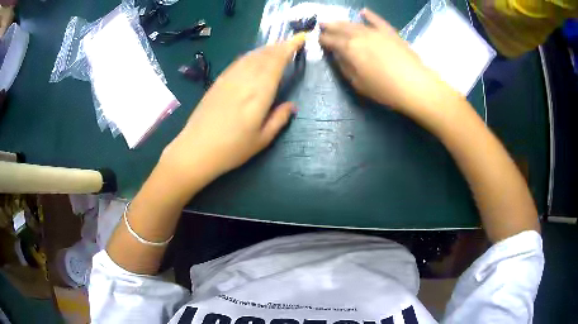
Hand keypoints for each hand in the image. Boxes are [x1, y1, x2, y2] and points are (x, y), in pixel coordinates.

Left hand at [162, 34, 306, 186]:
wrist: (195, 150)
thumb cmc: (231, 149)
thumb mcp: (261, 140)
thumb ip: (279, 119)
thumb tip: (292, 106)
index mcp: (259, 94)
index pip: (277, 62)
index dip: (290, 47)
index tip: (300, 39)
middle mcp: (244, 80)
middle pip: (264, 56)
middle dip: (280, 46)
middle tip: (291, 42)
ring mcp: (229, 79)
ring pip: (250, 56)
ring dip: (265, 49)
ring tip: (275, 47)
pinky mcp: (217, 82)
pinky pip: (237, 62)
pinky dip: (249, 56)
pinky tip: (252, 58)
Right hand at [319, 9, 453, 113]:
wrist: (414, 85)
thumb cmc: (384, 89)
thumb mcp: (358, 84)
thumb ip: (345, 67)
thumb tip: (337, 55)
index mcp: (349, 49)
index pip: (331, 41)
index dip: (323, 40)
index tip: (317, 39)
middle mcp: (360, 36)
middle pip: (341, 28)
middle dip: (330, 26)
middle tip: (322, 24)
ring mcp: (376, 32)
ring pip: (355, 24)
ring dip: (344, 22)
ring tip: (336, 21)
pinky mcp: (390, 32)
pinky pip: (377, 20)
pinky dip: (370, 15)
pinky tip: (363, 12)